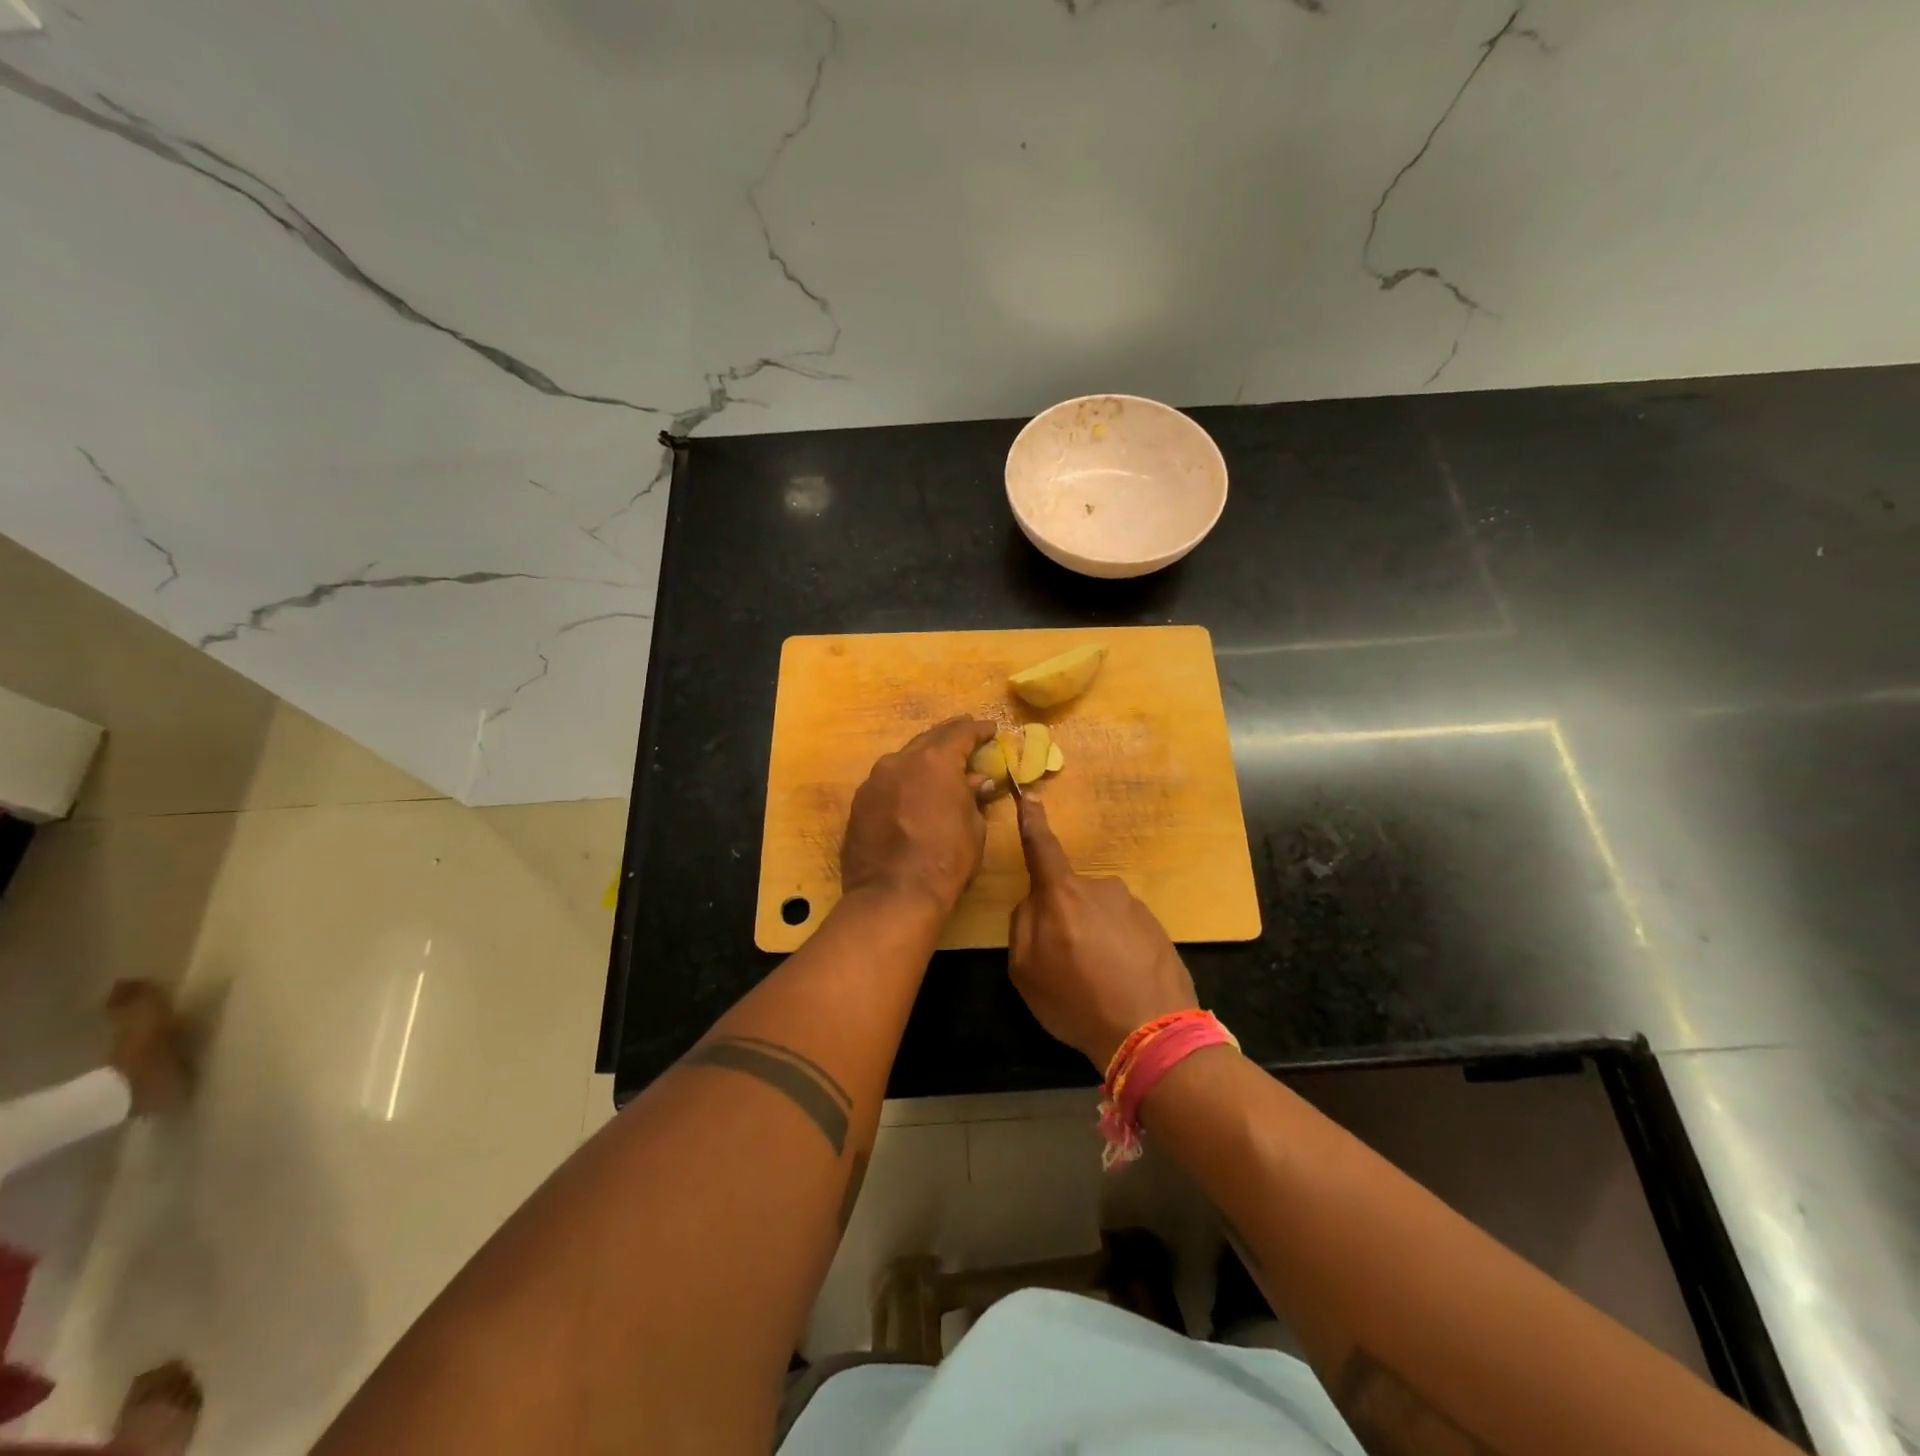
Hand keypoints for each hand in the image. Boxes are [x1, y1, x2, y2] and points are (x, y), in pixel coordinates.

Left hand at [841, 717, 996, 914]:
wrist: (893, 895)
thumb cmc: (946, 860)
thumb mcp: (973, 827)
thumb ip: (973, 796)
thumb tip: (977, 781)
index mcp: (934, 761)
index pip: (960, 733)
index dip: (978, 730)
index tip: (991, 729)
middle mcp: (900, 761)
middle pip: (928, 739)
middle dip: (949, 737)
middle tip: (966, 735)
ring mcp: (874, 781)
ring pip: (904, 760)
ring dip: (923, 759)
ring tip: (939, 765)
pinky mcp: (859, 803)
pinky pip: (887, 783)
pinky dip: (904, 782)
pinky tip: (912, 792)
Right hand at [1007, 798, 1197, 1069]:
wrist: (1151, 1031)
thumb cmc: (1077, 1001)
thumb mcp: (1025, 971)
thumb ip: (1022, 926)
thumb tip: (1034, 903)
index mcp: (1062, 894)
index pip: (1042, 848)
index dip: (1032, 822)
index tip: (1030, 796)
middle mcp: (1100, 888)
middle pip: (1069, 895)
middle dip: (1064, 920)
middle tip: (1066, 965)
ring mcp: (1133, 906)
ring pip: (1098, 914)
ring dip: (1093, 937)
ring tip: (1098, 981)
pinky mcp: (1157, 926)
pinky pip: (1124, 930)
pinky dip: (1118, 950)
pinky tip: (1121, 982)